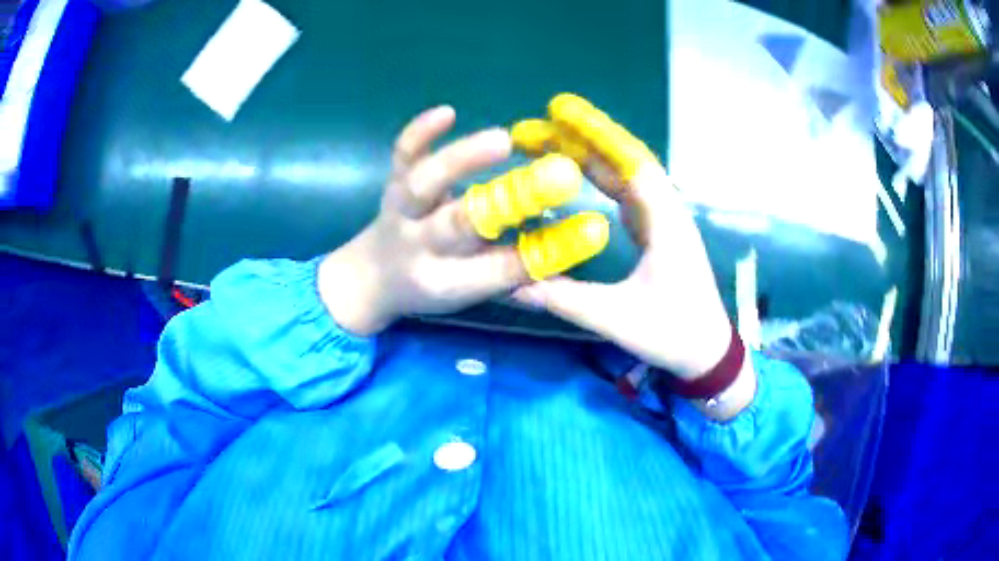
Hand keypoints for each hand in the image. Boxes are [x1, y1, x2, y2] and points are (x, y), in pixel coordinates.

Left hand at [317, 106, 607, 335]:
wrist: (373, 275)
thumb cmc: (430, 286)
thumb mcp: (471, 292)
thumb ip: (515, 272)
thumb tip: (571, 248)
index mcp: (448, 281)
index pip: (501, 268)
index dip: (547, 251)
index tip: (590, 229)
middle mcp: (422, 245)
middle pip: (461, 224)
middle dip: (508, 202)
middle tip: (556, 179)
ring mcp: (403, 209)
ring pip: (424, 184)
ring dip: (462, 160)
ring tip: (502, 141)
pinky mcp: (393, 181)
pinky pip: (400, 155)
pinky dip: (419, 133)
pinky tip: (447, 112)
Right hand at [511, 95, 732, 379]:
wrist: (709, 351)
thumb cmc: (673, 334)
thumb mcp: (617, 319)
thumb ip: (565, 299)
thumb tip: (512, 284)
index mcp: (665, 222)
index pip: (630, 162)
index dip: (595, 133)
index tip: (558, 111)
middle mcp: (666, 210)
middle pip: (622, 160)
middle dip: (580, 139)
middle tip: (533, 129)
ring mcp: (663, 219)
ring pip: (624, 174)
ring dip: (588, 155)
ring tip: (547, 142)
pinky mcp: (657, 230)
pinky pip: (625, 191)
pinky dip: (598, 176)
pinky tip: (575, 173)